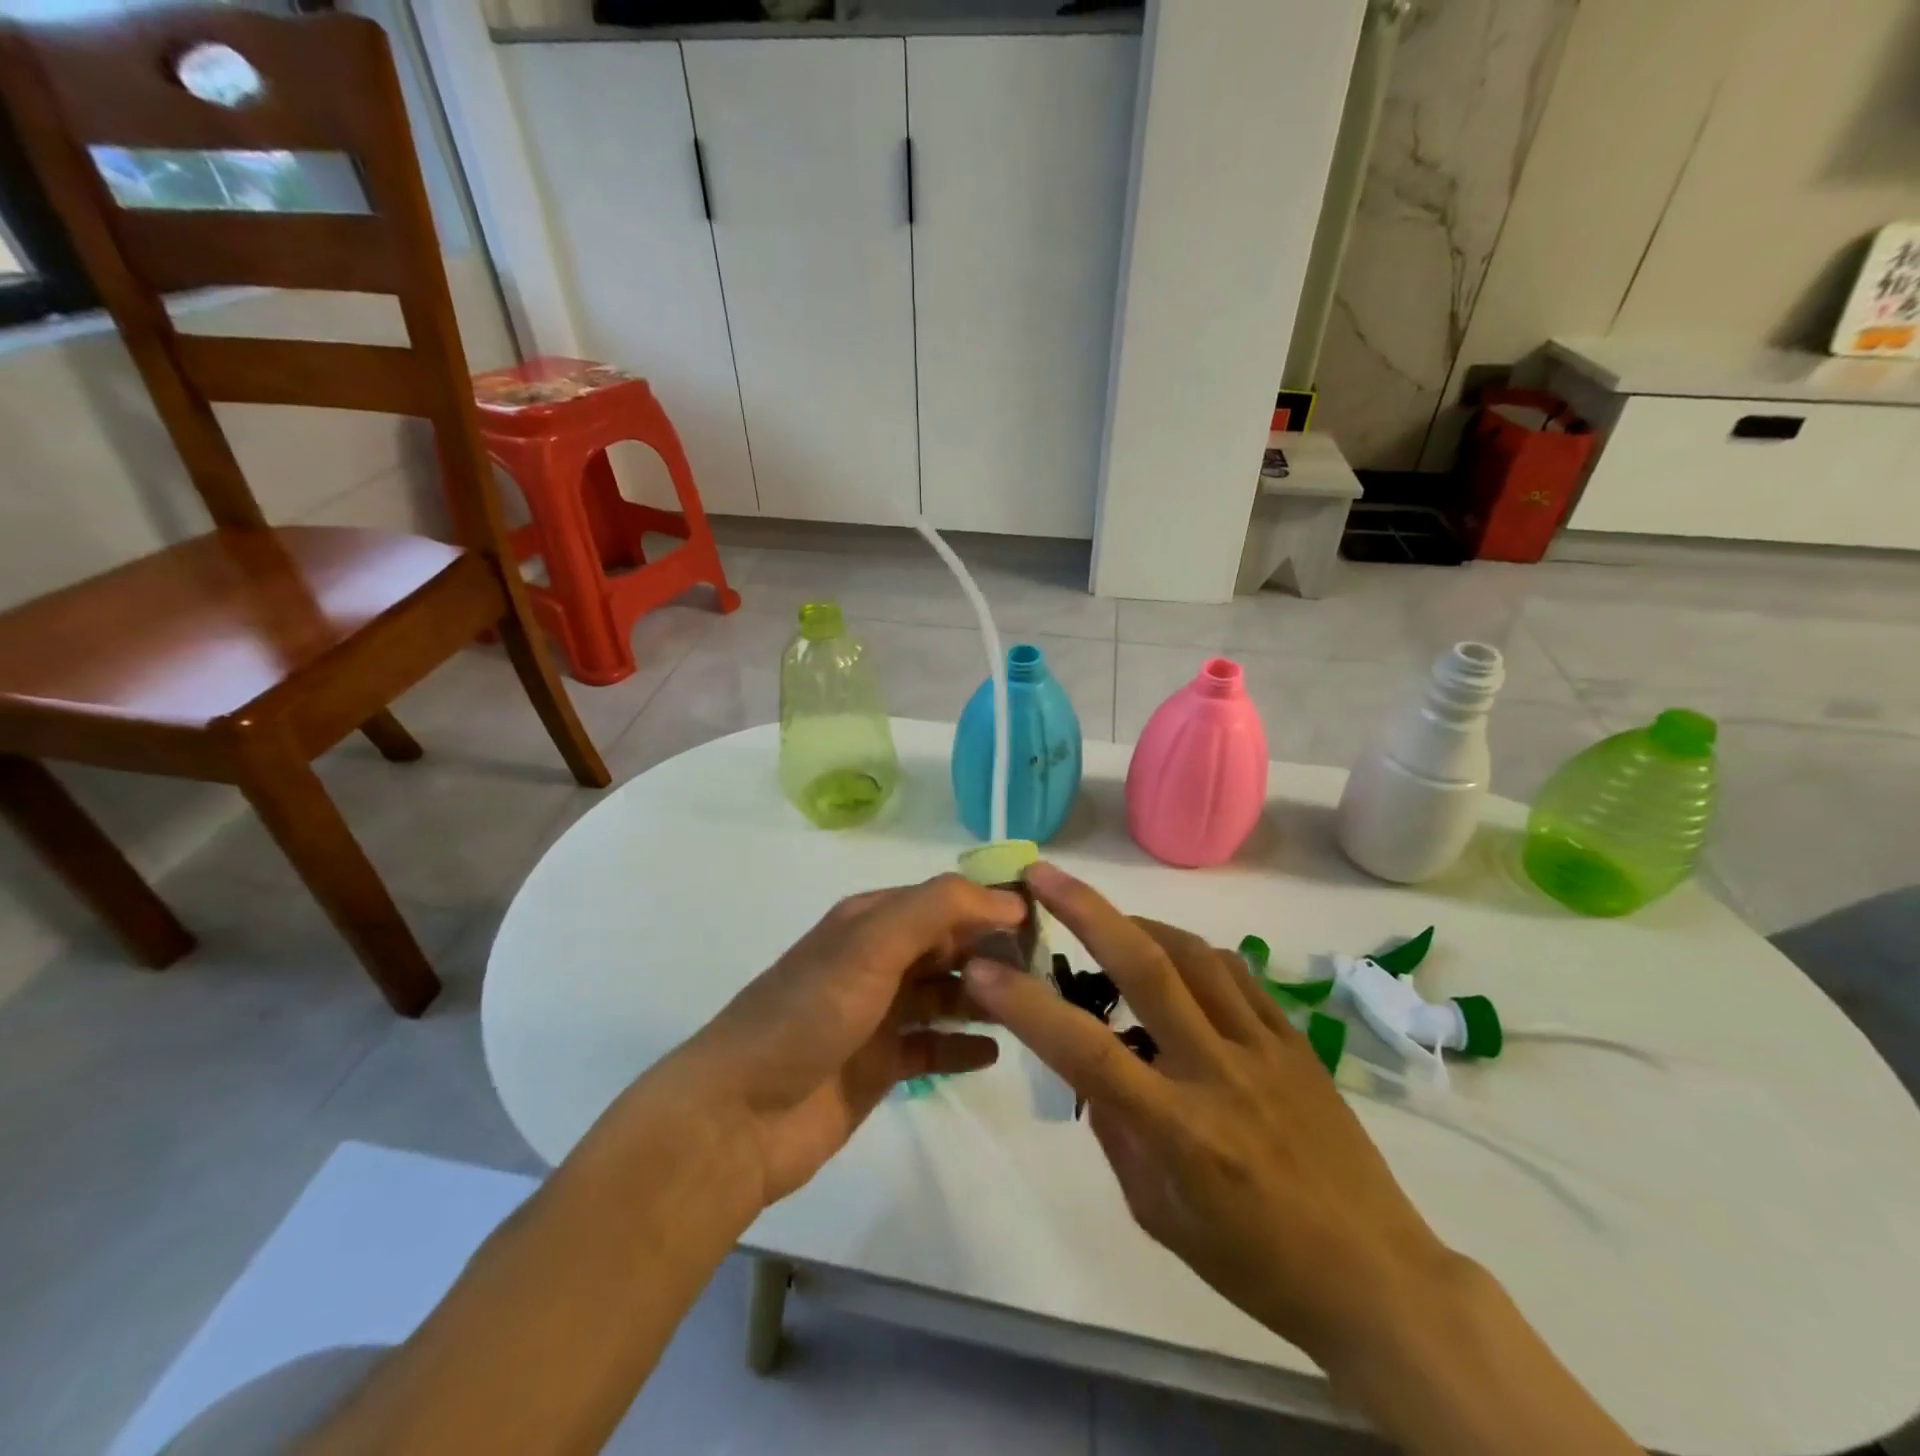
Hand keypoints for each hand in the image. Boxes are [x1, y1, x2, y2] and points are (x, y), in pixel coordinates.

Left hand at [674, 874, 1025, 1206]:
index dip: (991, 907)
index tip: (1045, 923)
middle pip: (950, 946)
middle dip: (995, 953)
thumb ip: (938, 909)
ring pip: (948, 994)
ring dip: (986, 998)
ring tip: (1032, 1011)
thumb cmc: (809, 1014)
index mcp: (872, 921)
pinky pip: (935, 1045)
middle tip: (1048, 973)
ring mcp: (880, 1013)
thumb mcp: (871, 943)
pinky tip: (994, 1052)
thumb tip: (1007, 901)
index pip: (946, 900)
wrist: (740, 1115)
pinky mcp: (882, 1063)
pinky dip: (963, 1044)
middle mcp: (878, 959)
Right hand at [963, 863, 1456, 1364]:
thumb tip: (1097, 1077)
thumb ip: (1119, 1138)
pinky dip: (1195, 953)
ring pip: (1195, 955)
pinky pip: (1238, 974)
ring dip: (1140, 926)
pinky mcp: (1297, 1041)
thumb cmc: (1257, 1266)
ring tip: (1108, 922)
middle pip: (1147, 968)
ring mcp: (1264, 1048)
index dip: (1028, 1007)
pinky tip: (1177, 958)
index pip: (1088, 1052)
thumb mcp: (1162, 1219)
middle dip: (1087, 912)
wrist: (1378, 1279)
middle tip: (1044, 876)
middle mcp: (1219, 1071)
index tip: (983, 971)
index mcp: (1180, 1129)